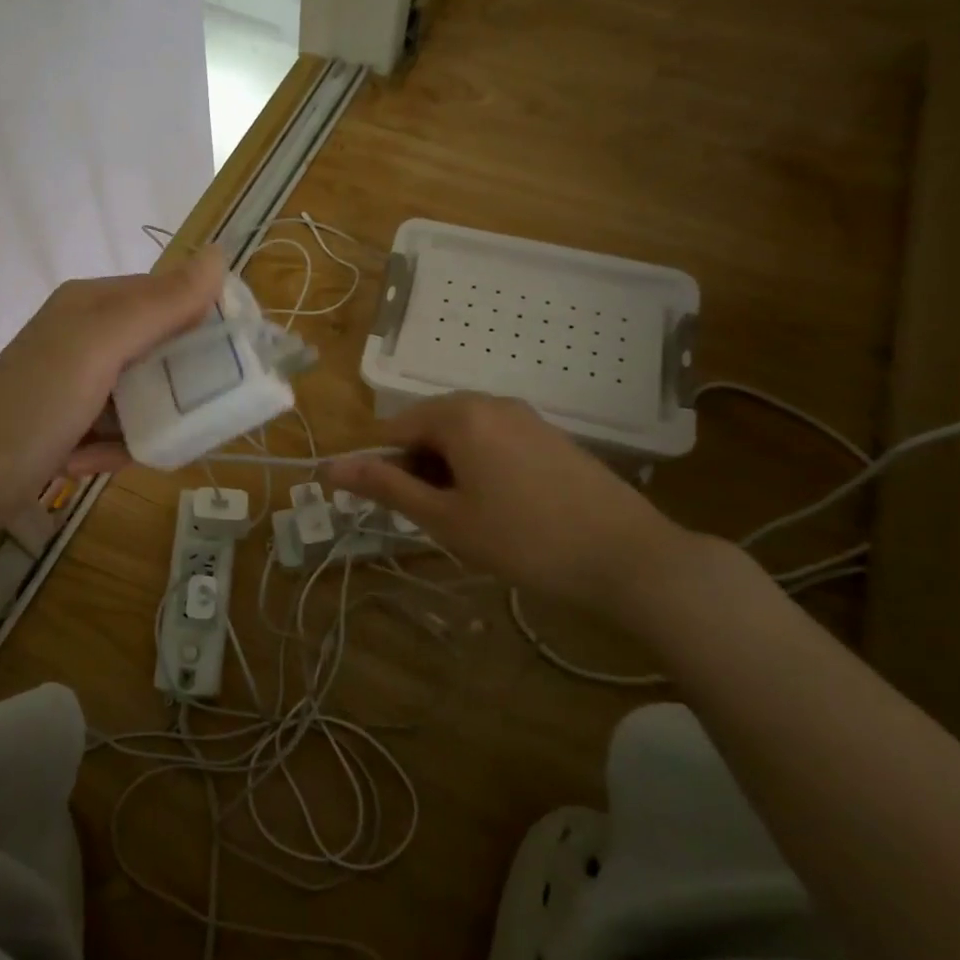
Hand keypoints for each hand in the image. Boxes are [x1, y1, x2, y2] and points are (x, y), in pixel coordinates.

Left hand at [0, 249, 224, 525]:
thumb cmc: (33, 406)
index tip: (237, 361)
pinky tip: (96, 461)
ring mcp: (74, 381)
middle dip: (179, 384)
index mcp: (92, 304)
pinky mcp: (67, 422)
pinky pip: (117, 426)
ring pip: (142, 393)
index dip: (206, 322)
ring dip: (150, 423)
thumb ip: (159, 304)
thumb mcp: (99, 347)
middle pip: (159, 349)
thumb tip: (219, 253)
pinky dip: (117, 447)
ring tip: (145, 446)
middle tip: (203, 414)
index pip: (169, 295)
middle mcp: (84, 335)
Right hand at [323, 393, 690, 620]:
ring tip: (469, 519)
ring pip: (463, 436)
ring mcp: (527, 416)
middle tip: (434, 519)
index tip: (393, 509)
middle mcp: (491, 402)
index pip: (393, 431)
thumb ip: (385, 487)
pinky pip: (496, 441)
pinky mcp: (552, 436)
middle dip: (419, 469)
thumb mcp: (444, 517)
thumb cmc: (524, 539)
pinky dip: (481, 468)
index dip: (382, 469)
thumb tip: (329, 467)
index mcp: (459, 414)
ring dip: (449, 471)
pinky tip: (503, 509)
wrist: (630, 558)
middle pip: (429, 428)